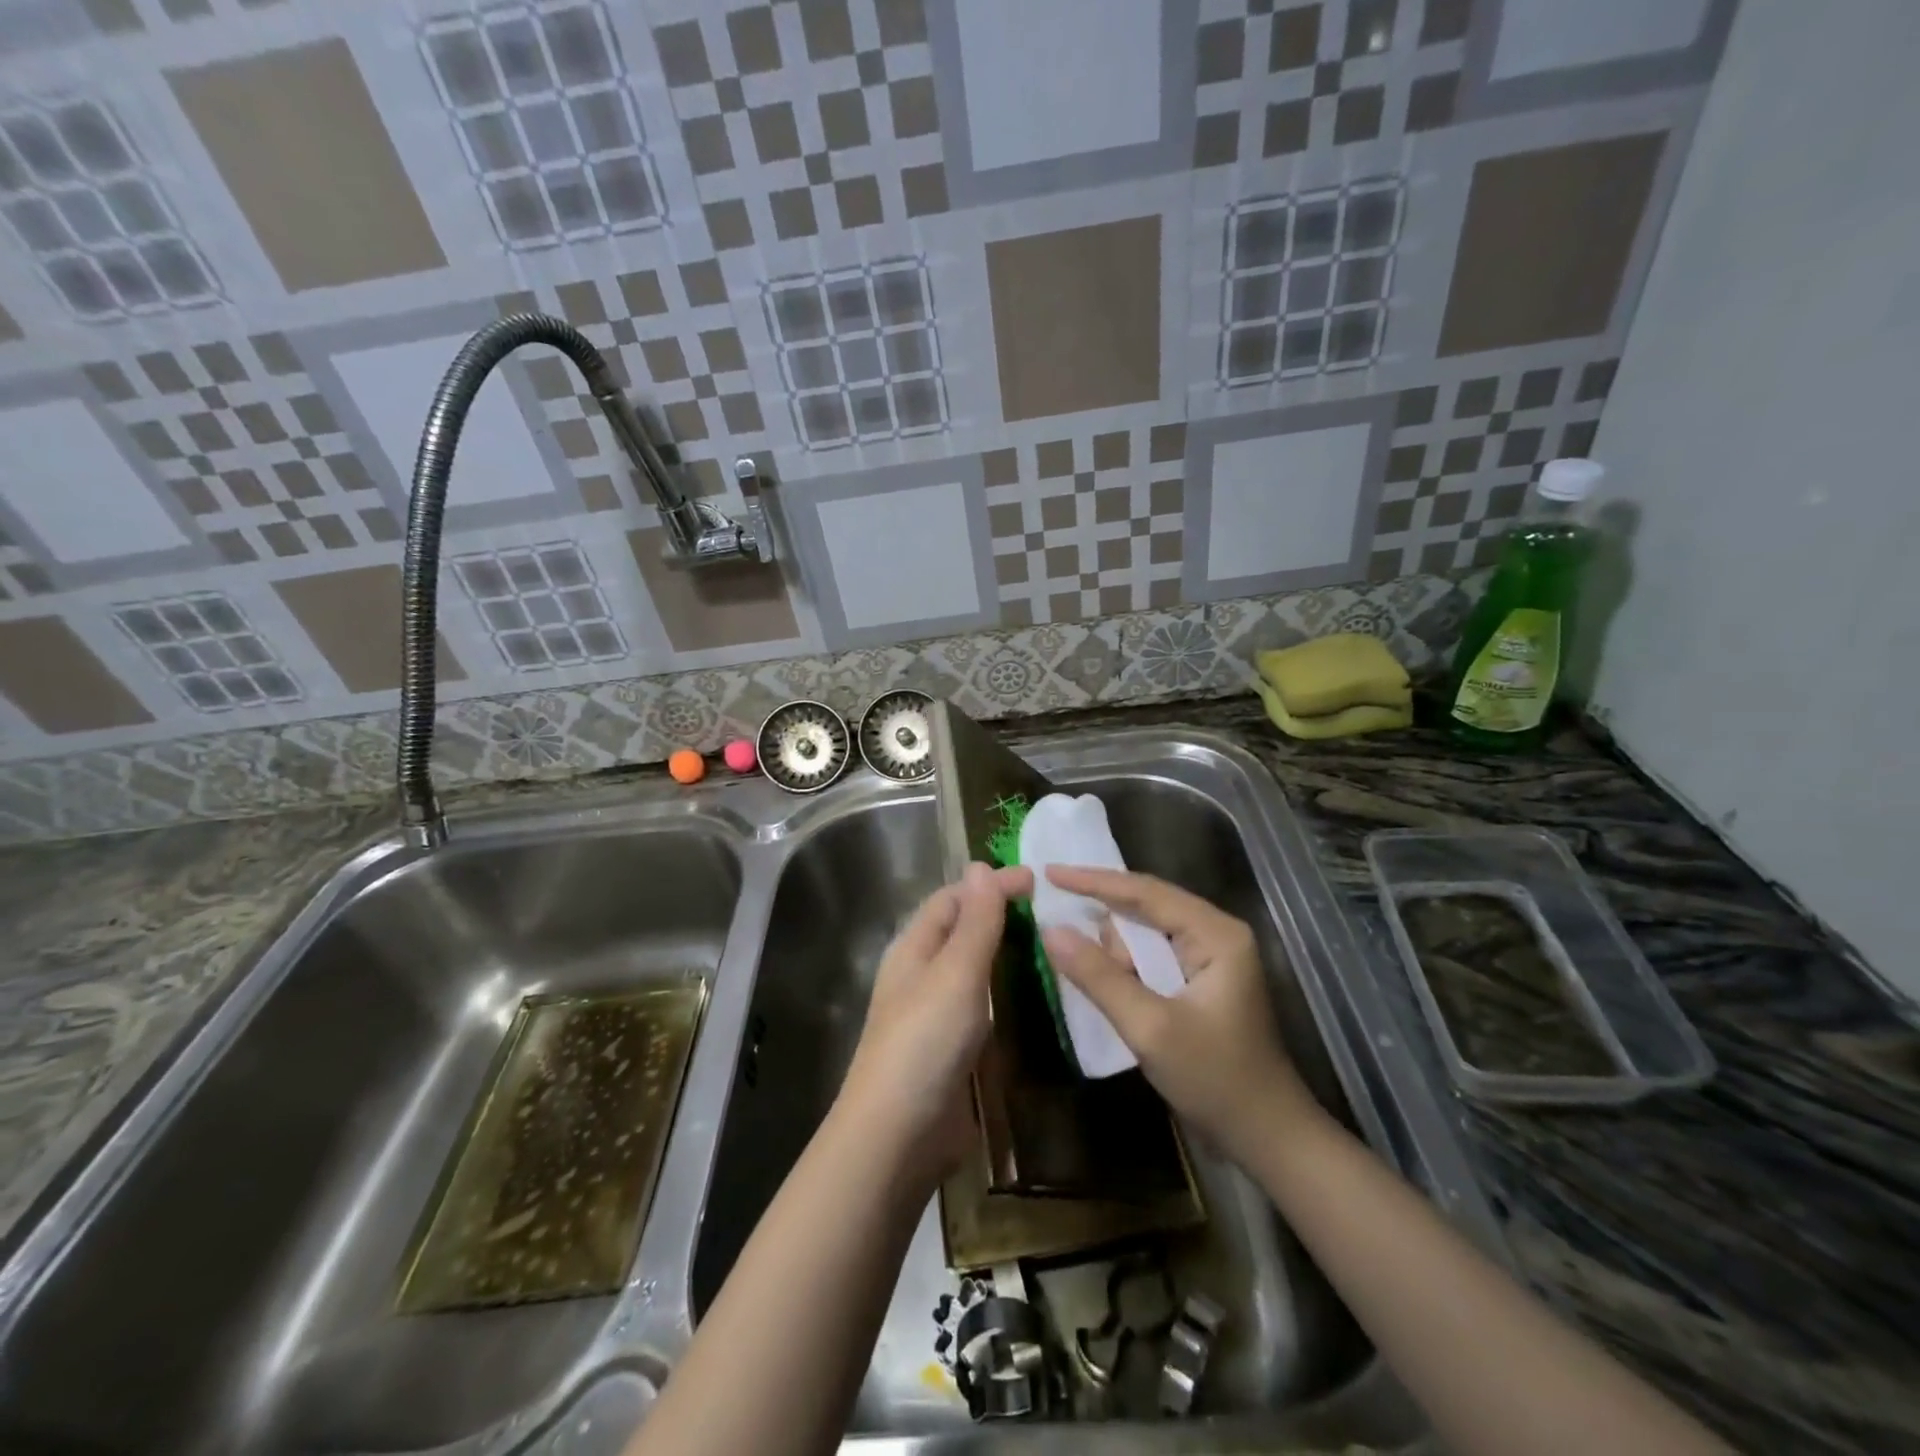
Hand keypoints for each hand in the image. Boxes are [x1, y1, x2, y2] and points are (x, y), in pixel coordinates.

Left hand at [838, 862, 1033, 1188]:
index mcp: (914, 949)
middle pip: (962, 931)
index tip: (1037, 880)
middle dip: (1001, 915)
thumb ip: (974, 922)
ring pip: (975, 970)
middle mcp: (923, 975)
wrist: (898, 1137)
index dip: (990, 885)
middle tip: (1053, 911)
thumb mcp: (955, 973)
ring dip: (1007, 954)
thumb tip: (980, 866)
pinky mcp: (954, 1050)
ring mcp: (938, 1015)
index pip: (953, 899)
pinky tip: (1038, 997)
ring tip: (1053, 946)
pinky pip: (984, 1007)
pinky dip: (1008, 994)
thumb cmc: (925, 1042)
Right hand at [1040, 867, 1320, 1163]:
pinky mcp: (1202, 980)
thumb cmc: (1216, 1080)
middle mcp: (1216, 933)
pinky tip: (1104, 979)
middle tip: (1054, 918)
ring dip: (1115, 949)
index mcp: (1215, 934)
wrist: (1268, 1138)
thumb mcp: (1150, 1028)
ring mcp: (1212, 957)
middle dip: (1102, 916)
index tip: (1049, 872)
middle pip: (1146, 906)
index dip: (1093, 881)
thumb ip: (1099, 977)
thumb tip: (1050, 931)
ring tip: (1089, 974)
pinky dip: (1126, 964)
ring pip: (1147, 932)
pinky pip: (1153, 956)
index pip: (1145, 892)